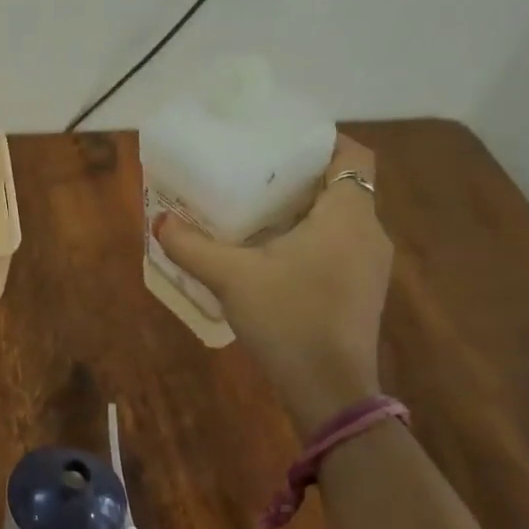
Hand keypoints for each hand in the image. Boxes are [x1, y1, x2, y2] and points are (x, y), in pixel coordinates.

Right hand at [155, 135, 390, 434]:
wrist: (329, 388)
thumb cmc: (288, 318)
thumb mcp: (230, 278)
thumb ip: (191, 246)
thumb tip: (159, 221)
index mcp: (347, 215)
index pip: (353, 154)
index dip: (323, 140)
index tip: (281, 143)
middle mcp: (368, 233)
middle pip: (342, 186)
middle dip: (300, 178)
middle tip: (254, 176)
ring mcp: (369, 266)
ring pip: (339, 220)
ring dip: (303, 212)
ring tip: (255, 214)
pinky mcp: (360, 291)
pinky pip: (337, 247)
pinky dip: (309, 241)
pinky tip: (270, 258)